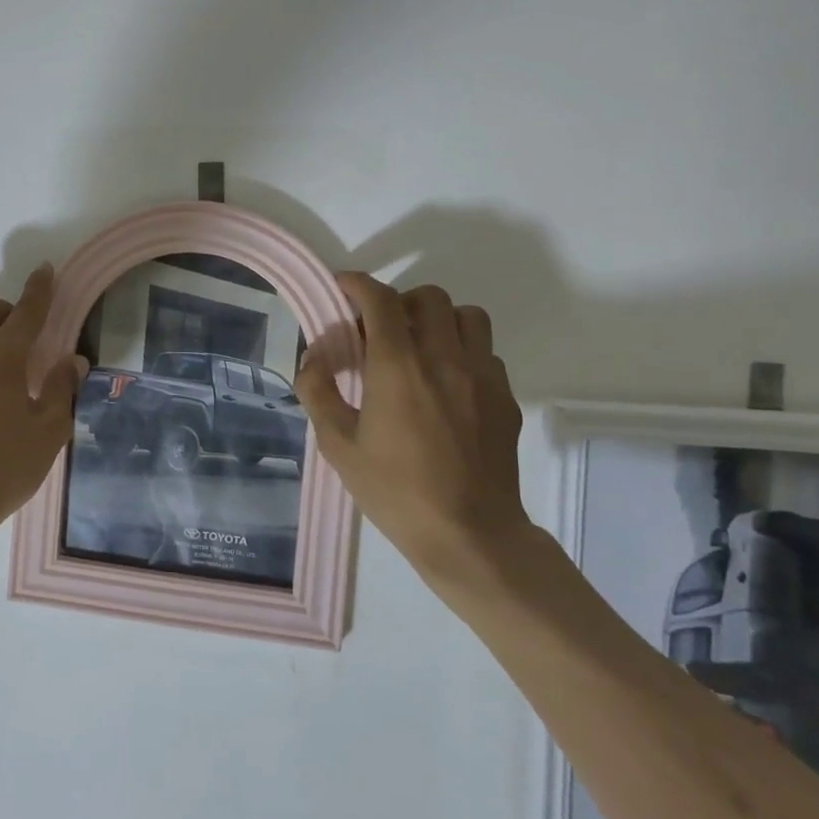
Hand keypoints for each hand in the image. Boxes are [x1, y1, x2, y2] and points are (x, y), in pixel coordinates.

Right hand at [296, 273, 530, 583]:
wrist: (469, 534)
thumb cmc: (395, 491)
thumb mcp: (338, 445)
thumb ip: (318, 391)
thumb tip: (313, 357)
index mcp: (399, 367)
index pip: (381, 301)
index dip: (357, 284)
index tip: (342, 287)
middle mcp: (445, 359)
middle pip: (428, 298)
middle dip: (398, 302)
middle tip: (378, 329)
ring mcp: (482, 376)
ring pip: (466, 316)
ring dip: (437, 320)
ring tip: (418, 348)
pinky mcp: (505, 398)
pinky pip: (485, 352)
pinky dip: (462, 351)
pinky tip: (445, 384)